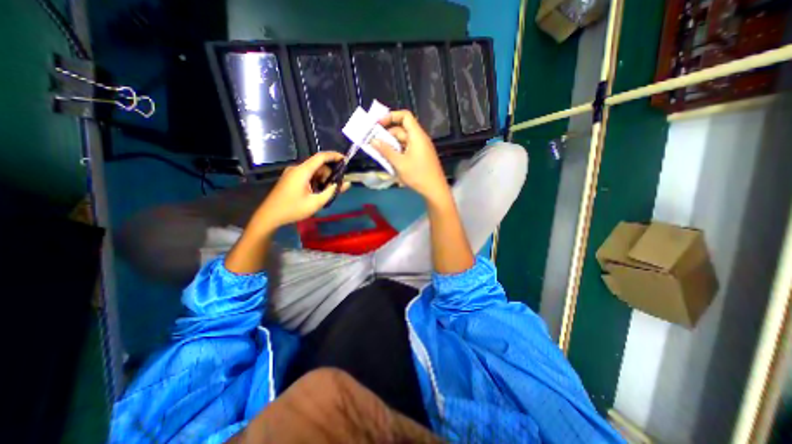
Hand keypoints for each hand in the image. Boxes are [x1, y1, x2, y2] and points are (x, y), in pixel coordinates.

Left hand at [253, 151, 348, 229]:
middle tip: (335, 187)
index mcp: (302, 171)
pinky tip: (317, 192)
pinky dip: (315, 181)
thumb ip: (332, 191)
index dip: (334, 156)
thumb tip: (346, 183)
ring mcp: (292, 173)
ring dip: (322, 179)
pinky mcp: (290, 178)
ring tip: (325, 193)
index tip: (345, 160)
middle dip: (329, 174)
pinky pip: (307, 175)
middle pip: (318, 165)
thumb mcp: (316, 202)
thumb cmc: (293, 209)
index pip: (321, 157)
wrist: (269, 216)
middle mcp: (297, 168)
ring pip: (313, 171)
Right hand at [369, 109, 447, 202]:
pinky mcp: (420, 156)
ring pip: (403, 141)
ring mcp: (421, 148)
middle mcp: (419, 138)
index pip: (405, 116)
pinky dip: (398, 151)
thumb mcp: (399, 163)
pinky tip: (390, 160)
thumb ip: (386, 151)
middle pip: (402, 130)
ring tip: (379, 153)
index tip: (378, 125)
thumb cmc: (418, 175)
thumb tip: (373, 140)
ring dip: (391, 145)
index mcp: (417, 135)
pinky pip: (407, 149)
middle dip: (387, 135)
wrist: (435, 190)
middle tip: (374, 143)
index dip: (391, 116)